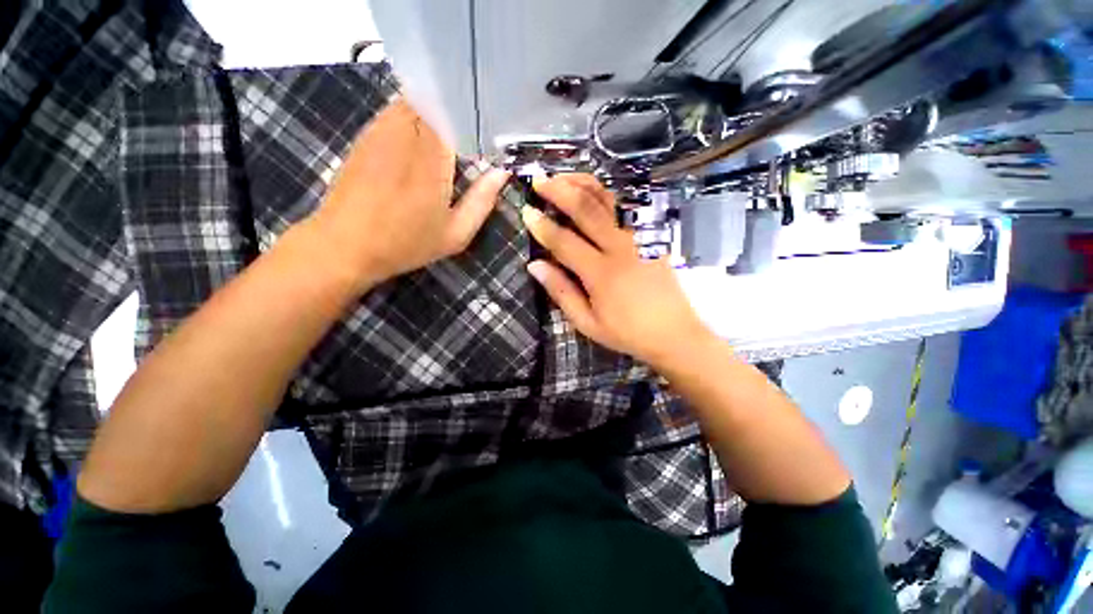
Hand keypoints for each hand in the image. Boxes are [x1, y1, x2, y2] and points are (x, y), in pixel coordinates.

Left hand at [306, 98, 509, 289]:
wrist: (346, 245)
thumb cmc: (407, 243)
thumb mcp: (456, 233)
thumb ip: (482, 201)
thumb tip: (503, 172)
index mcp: (433, 157)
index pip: (456, 111)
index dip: (474, 114)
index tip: (488, 129)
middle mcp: (406, 133)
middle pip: (436, 100)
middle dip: (456, 111)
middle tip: (472, 133)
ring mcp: (381, 130)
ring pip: (414, 102)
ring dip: (435, 113)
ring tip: (450, 136)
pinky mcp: (365, 135)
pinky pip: (395, 112)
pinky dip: (413, 118)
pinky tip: (421, 142)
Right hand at [522, 174, 713, 367]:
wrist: (674, 333)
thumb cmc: (627, 332)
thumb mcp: (587, 323)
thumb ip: (561, 292)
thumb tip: (535, 265)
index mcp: (601, 273)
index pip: (564, 241)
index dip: (542, 225)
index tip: (526, 210)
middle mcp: (620, 248)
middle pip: (587, 209)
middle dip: (559, 191)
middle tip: (539, 180)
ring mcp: (640, 238)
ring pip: (609, 200)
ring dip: (583, 184)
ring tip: (563, 177)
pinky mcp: (652, 236)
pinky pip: (627, 206)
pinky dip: (607, 193)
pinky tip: (593, 190)